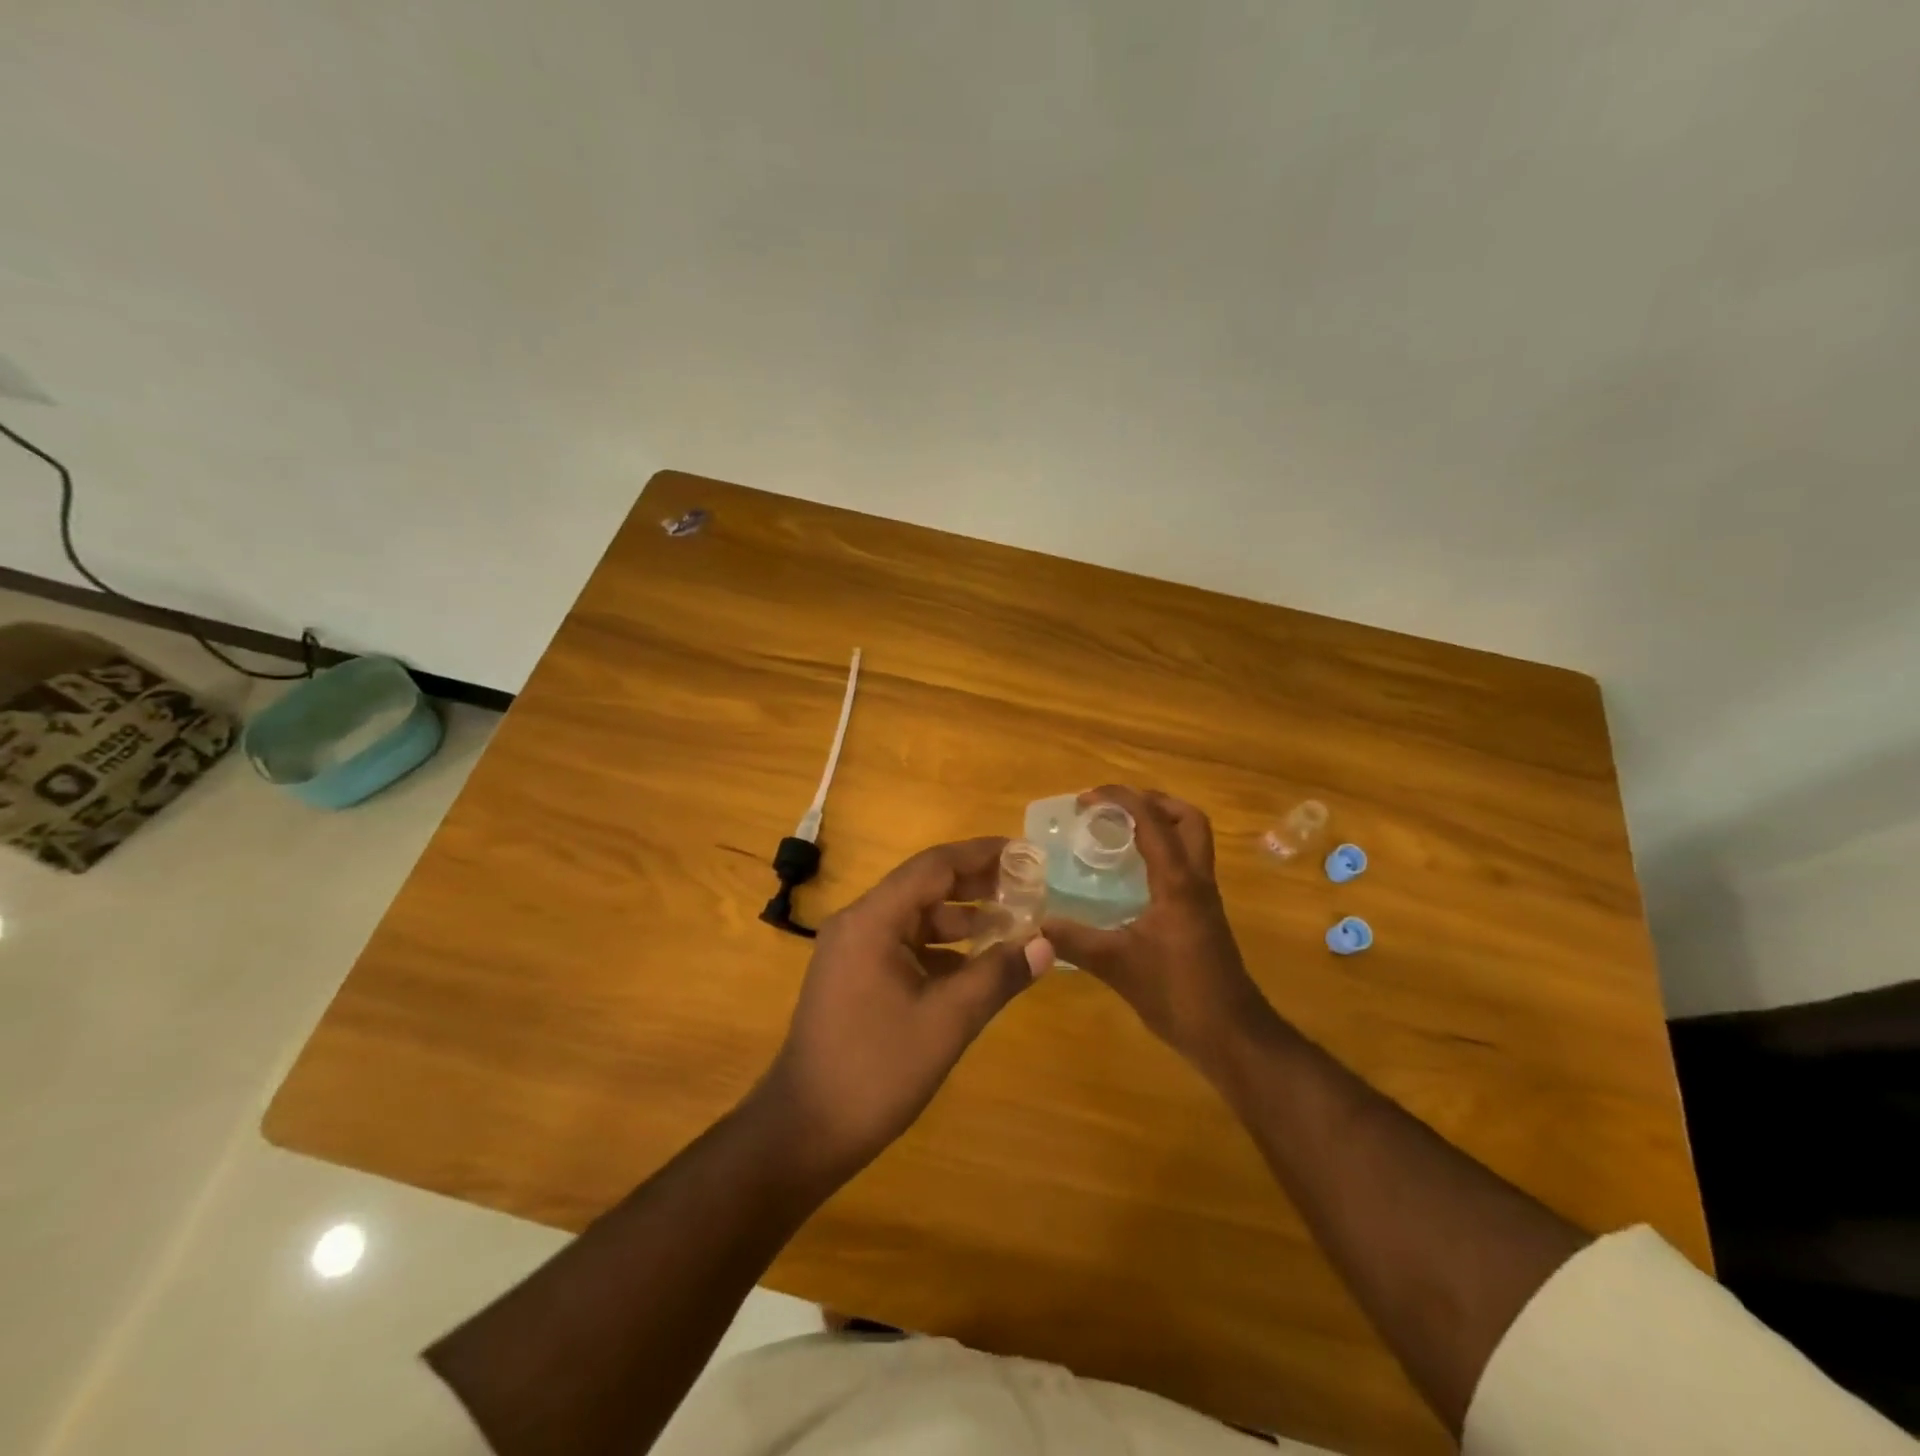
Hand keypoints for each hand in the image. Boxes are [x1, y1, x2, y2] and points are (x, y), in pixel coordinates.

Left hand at [754, 837, 1053, 1179]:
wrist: (804, 1132)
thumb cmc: (876, 1070)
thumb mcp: (947, 1021)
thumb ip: (997, 976)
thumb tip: (1047, 944)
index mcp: (872, 920)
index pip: (933, 866)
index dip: (981, 854)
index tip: (1024, 852)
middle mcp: (859, 923)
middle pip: (924, 887)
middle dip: (976, 885)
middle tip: (1026, 886)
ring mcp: (853, 951)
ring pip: (915, 918)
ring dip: (961, 919)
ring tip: (1012, 924)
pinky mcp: (854, 977)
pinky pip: (904, 946)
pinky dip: (941, 949)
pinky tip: (976, 965)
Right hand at [1042, 787, 1276, 1073]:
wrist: (1231, 1035)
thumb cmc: (1177, 993)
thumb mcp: (1117, 966)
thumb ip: (1074, 940)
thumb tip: (1034, 924)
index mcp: (1177, 881)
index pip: (1152, 820)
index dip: (1120, 799)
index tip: (1085, 799)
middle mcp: (1196, 879)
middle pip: (1188, 819)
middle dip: (1152, 802)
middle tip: (1114, 808)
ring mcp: (1203, 897)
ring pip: (1192, 841)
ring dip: (1160, 825)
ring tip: (1119, 833)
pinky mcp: (1203, 915)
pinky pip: (1185, 865)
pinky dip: (1161, 853)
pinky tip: (1131, 875)